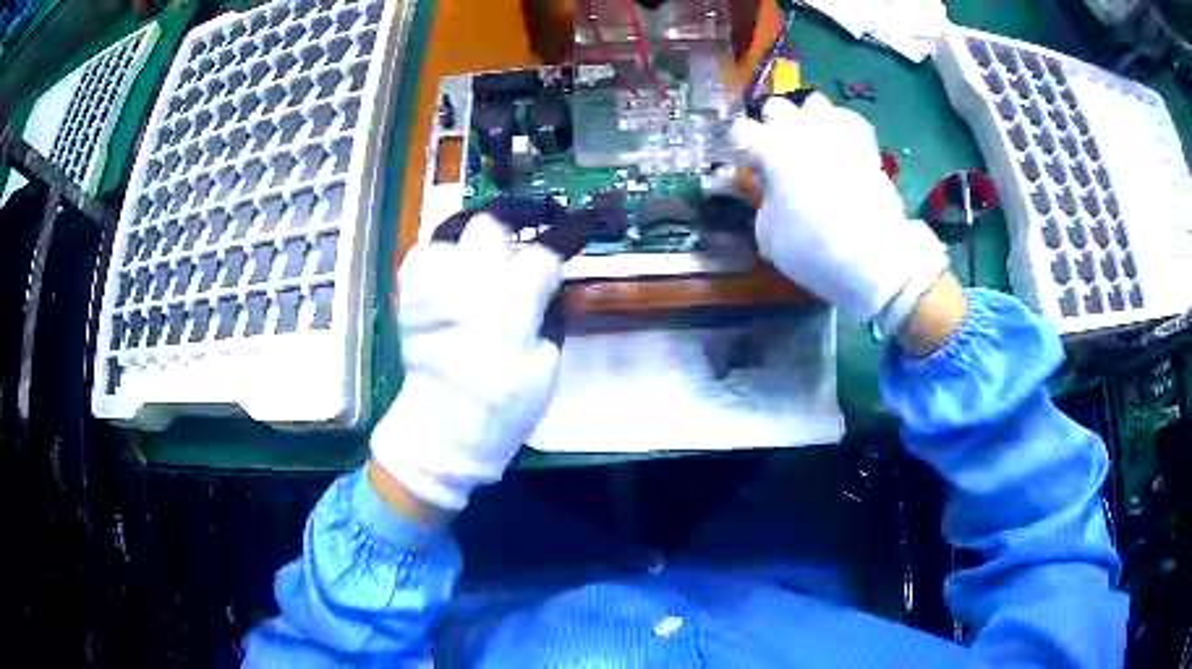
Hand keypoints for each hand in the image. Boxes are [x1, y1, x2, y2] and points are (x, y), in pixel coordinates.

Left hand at [370, 214, 563, 512]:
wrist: (444, 430)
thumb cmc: (504, 405)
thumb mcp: (546, 362)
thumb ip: (549, 312)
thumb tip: (549, 283)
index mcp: (509, 302)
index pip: (543, 252)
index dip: (563, 243)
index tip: (573, 239)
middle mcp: (467, 282)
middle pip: (492, 224)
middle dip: (515, 228)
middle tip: (527, 239)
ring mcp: (432, 286)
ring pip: (452, 231)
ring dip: (474, 240)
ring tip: (486, 256)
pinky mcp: (410, 297)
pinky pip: (423, 255)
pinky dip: (441, 257)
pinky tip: (453, 272)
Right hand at [731, 94, 948, 328]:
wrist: (874, 256)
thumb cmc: (812, 248)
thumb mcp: (769, 235)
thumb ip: (764, 202)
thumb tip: (770, 192)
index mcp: (771, 150)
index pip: (742, 131)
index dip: (739, 146)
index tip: (744, 164)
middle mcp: (801, 130)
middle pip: (776, 107)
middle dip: (773, 125)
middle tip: (777, 152)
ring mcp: (836, 132)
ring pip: (813, 103)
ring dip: (807, 120)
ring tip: (811, 144)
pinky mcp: (864, 143)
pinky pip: (847, 119)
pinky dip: (840, 128)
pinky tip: (840, 146)